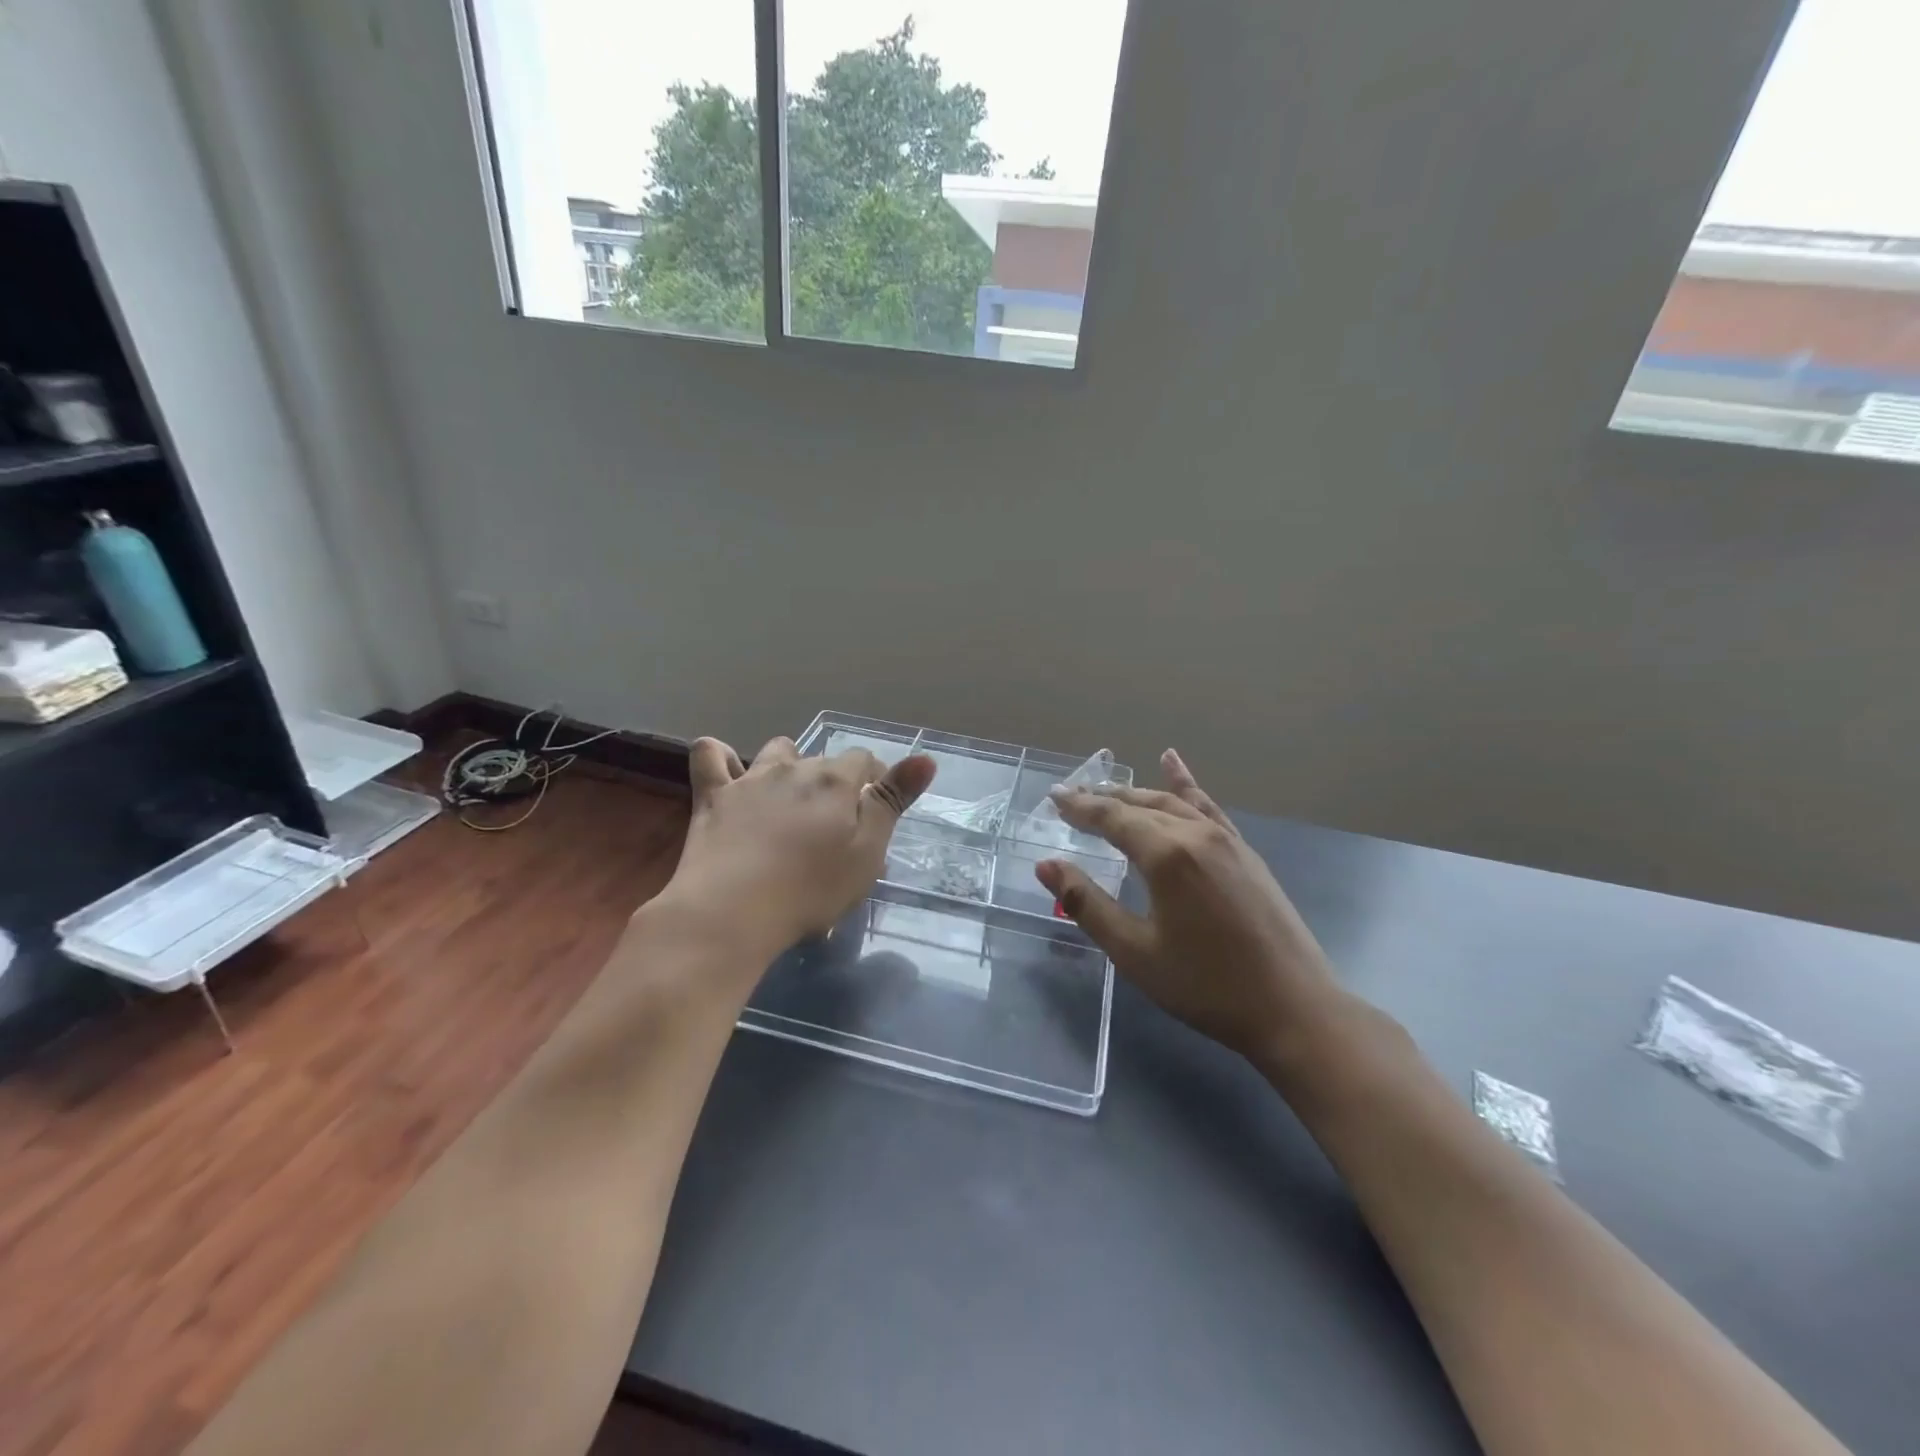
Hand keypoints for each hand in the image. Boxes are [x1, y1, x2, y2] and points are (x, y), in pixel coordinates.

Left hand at [662, 735, 935, 963]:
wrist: (731, 912)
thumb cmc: (810, 890)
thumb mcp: (866, 852)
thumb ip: (893, 802)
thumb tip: (926, 758)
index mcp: (835, 781)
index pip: (864, 760)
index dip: (874, 778)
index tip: (876, 806)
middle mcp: (794, 768)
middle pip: (822, 759)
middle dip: (835, 781)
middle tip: (836, 824)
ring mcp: (750, 779)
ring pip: (776, 751)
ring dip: (788, 764)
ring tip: (790, 797)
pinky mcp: (712, 795)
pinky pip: (711, 754)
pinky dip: (721, 756)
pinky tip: (729, 773)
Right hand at [1035, 749, 1347, 1070]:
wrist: (1293, 1009)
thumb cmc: (1205, 985)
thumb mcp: (1134, 952)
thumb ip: (1087, 904)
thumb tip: (1046, 865)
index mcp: (1166, 855)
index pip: (1112, 817)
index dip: (1079, 807)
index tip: (1053, 797)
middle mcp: (1196, 834)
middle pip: (1139, 805)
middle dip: (1102, 799)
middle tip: (1070, 797)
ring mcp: (1226, 840)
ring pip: (1171, 802)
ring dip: (1135, 793)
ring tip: (1106, 788)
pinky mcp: (1245, 852)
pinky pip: (1207, 807)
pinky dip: (1185, 784)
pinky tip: (1173, 762)